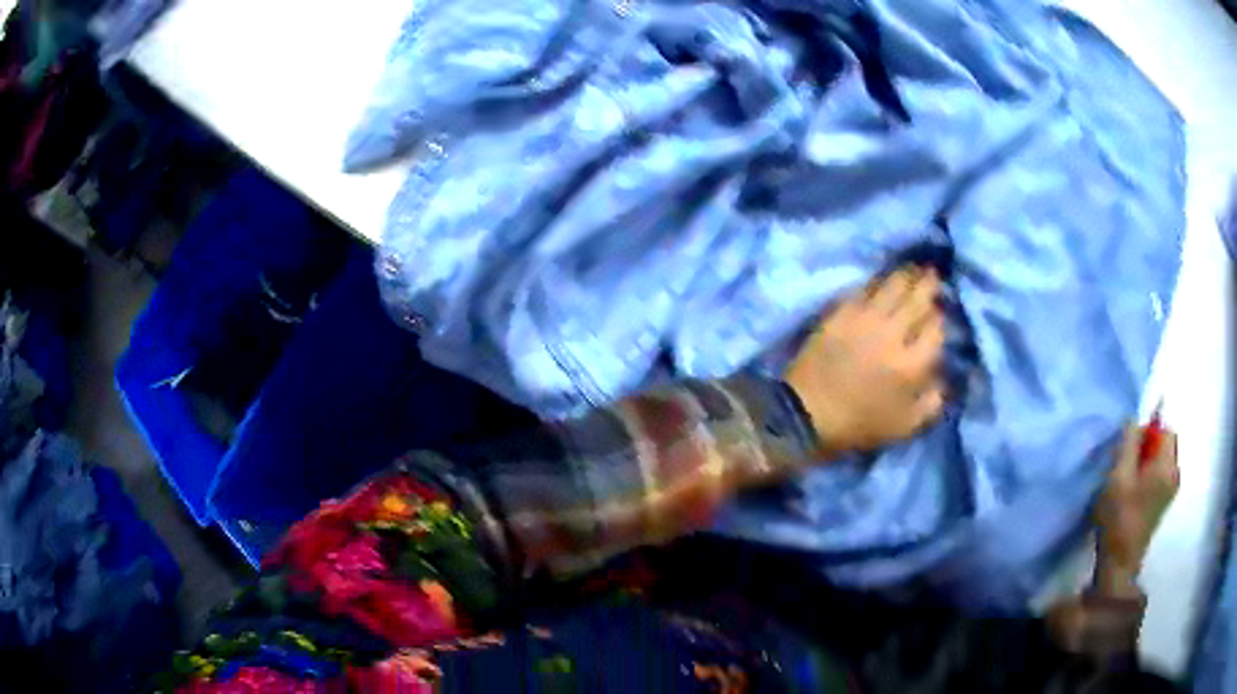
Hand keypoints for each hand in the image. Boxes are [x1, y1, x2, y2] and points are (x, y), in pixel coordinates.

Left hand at [786, 266, 946, 454]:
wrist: (806, 414)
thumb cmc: (858, 426)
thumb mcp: (904, 427)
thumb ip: (931, 403)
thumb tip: (944, 379)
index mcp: (912, 365)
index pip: (936, 328)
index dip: (940, 317)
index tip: (940, 312)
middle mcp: (893, 334)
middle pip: (918, 298)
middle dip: (929, 285)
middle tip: (934, 276)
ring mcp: (866, 319)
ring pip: (894, 285)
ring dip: (908, 275)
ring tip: (915, 269)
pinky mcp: (841, 311)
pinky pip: (866, 287)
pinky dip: (879, 280)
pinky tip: (884, 278)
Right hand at [1094, 423, 1178, 596]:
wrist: (1119, 563)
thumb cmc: (1119, 517)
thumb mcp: (1118, 475)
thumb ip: (1128, 443)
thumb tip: (1133, 419)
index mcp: (1167, 466)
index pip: (1165, 430)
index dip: (1148, 430)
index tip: (1129, 446)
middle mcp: (1174, 474)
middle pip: (1165, 444)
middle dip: (1147, 446)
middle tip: (1125, 462)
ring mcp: (1169, 491)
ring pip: (1161, 461)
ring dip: (1145, 462)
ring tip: (1126, 478)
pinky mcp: (1162, 504)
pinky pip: (1159, 476)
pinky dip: (1147, 476)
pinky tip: (1131, 491)